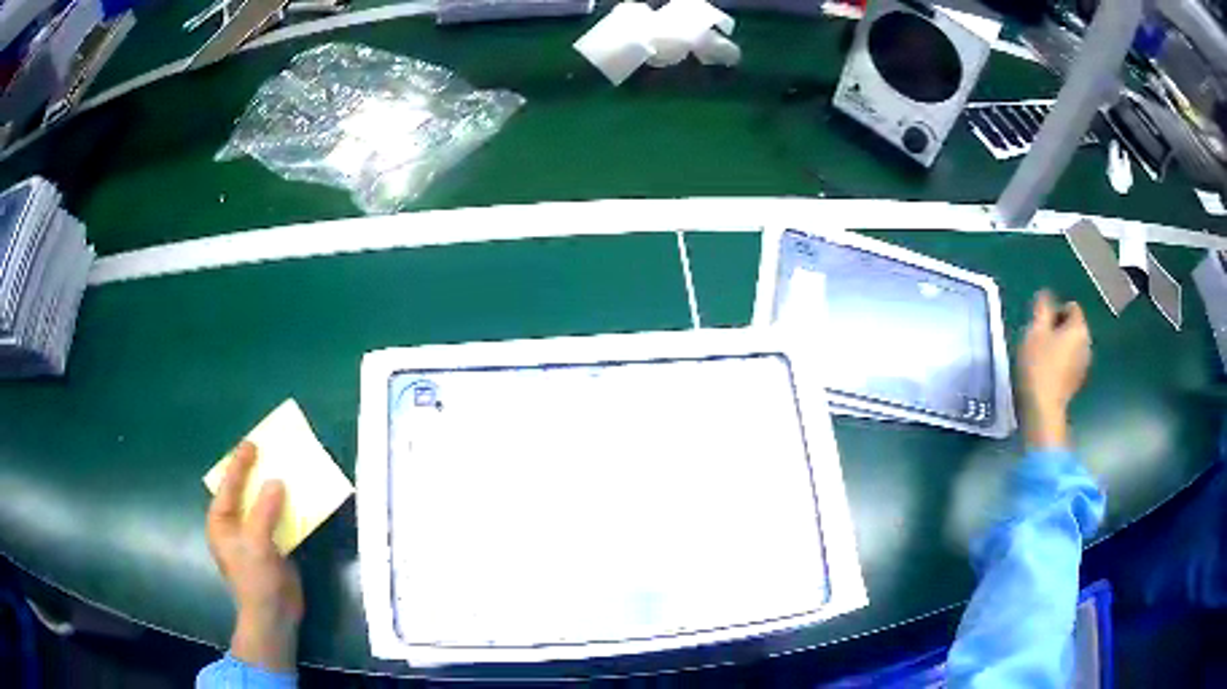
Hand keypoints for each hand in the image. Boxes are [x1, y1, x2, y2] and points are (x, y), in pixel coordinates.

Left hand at [206, 441, 303, 671]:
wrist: (274, 615)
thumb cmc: (256, 579)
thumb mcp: (257, 543)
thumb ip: (264, 510)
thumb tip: (277, 482)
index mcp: (221, 522)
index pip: (228, 486)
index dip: (239, 463)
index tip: (252, 443)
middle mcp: (234, 525)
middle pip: (243, 492)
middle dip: (255, 473)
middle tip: (267, 451)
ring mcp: (252, 536)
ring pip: (261, 505)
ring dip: (272, 489)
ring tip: (283, 469)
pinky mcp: (271, 546)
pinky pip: (276, 519)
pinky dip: (285, 508)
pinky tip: (295, 499)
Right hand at [1018, 291, 1091, 448]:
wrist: (1043, 409)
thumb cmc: (1039, 365)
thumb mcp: (1035, 331)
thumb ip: (1042, 308)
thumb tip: (1045, 294)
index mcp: (1079, 328)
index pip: (1071, 307)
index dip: (1055, 311)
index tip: (1041, 326)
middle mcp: (1087, 343)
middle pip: (1073, 326)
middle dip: (1058, 329)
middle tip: (1039, 341)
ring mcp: (1084, 364)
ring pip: (1072, 344)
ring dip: (1059, 346)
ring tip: (1042, 358)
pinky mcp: (1078, 381)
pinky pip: (1071, 361)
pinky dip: (1062, 362)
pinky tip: (1048, 373)